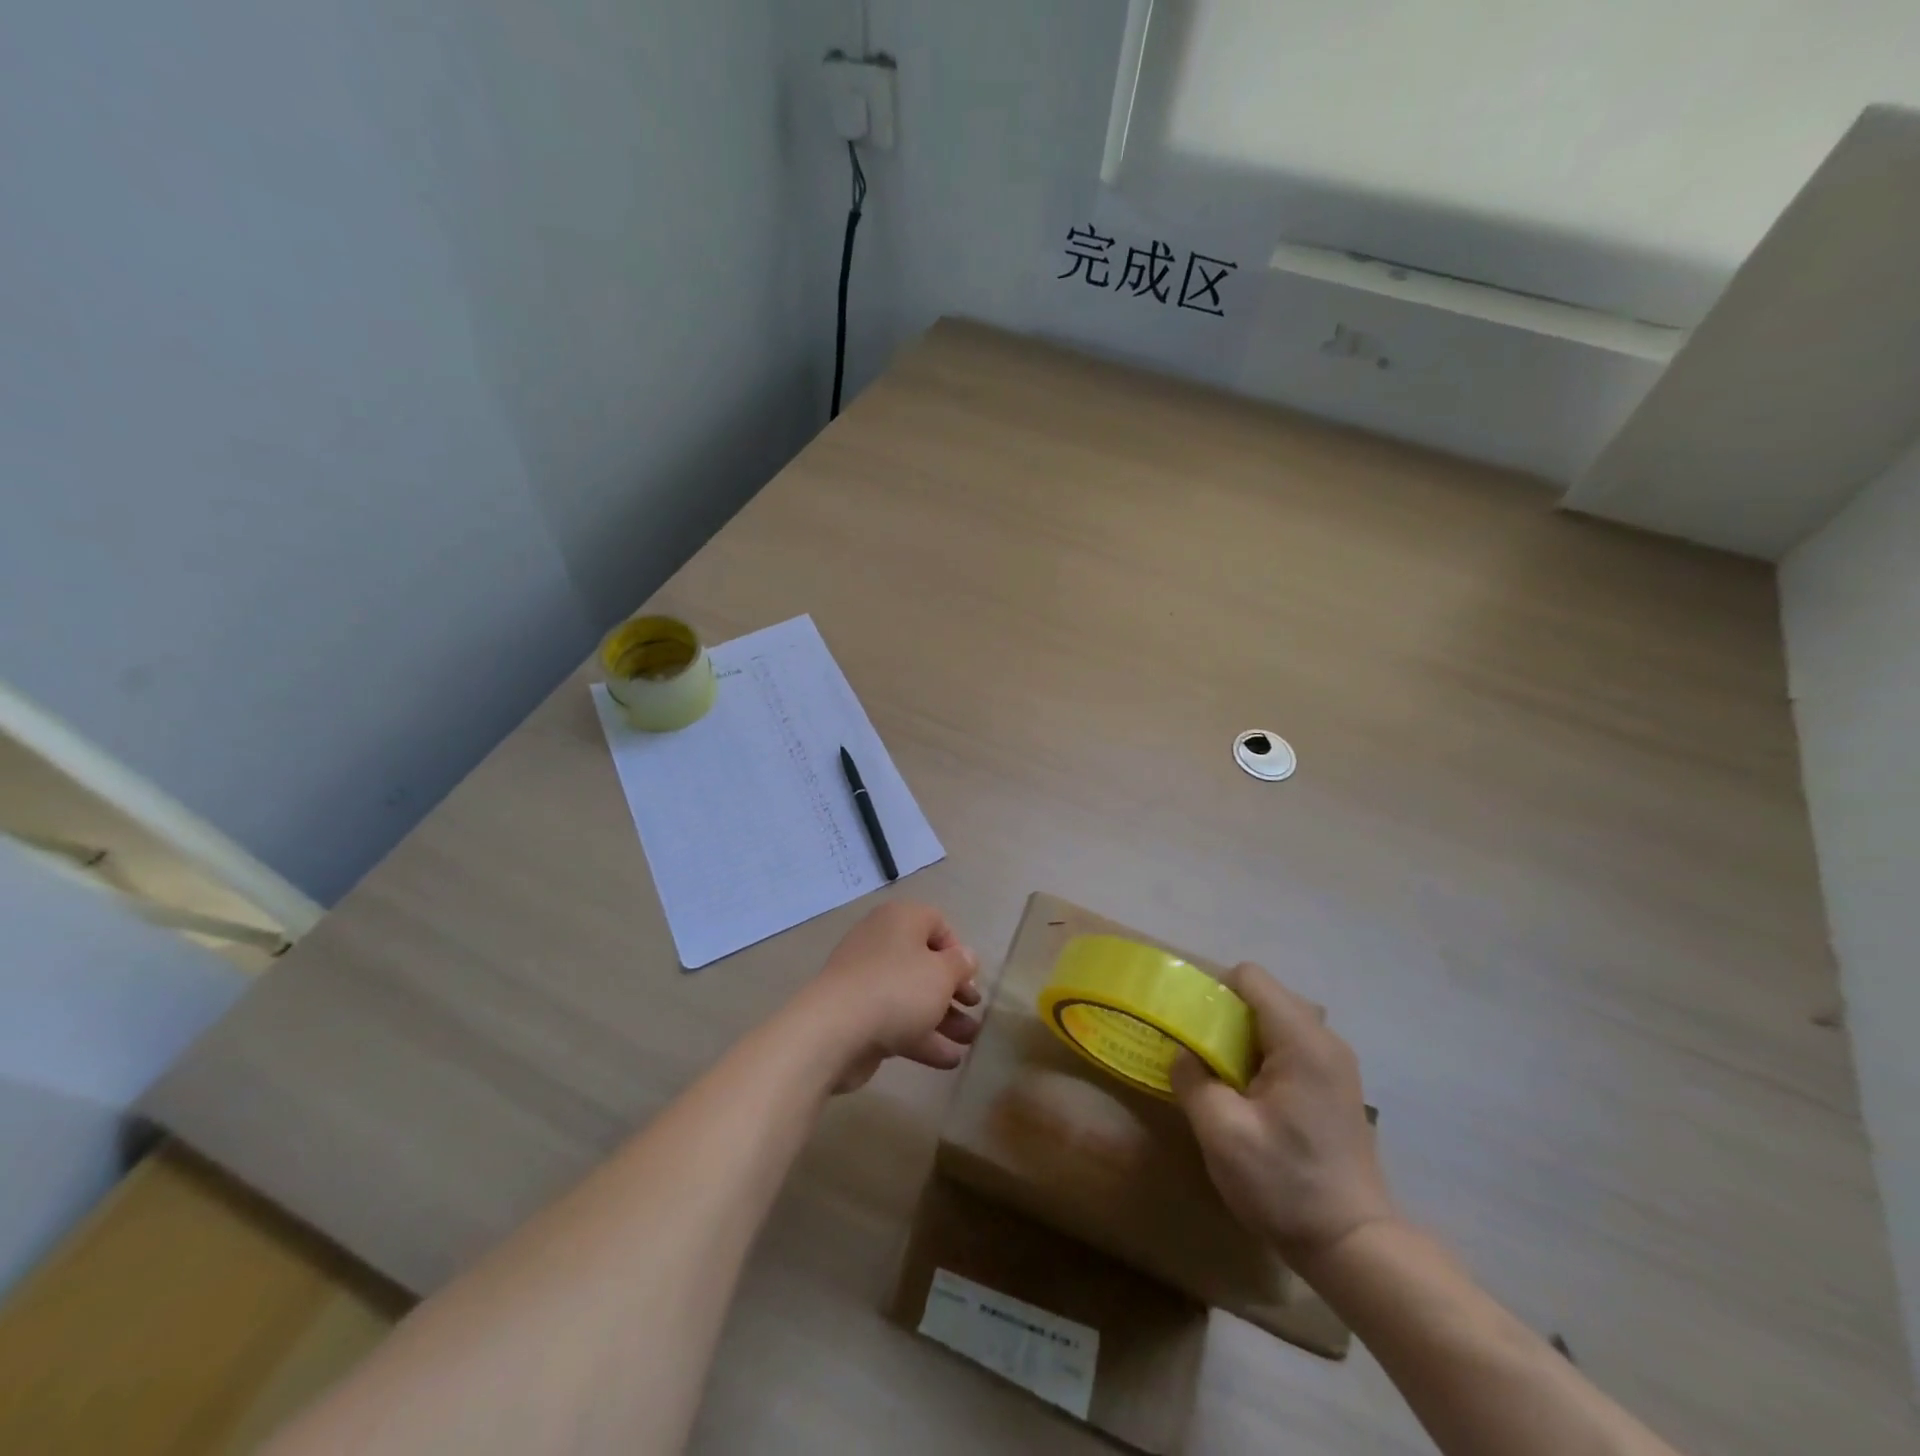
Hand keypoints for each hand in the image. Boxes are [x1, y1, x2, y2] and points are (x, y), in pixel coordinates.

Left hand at [796, 901, 982, 1092]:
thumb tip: (966, 957)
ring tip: (969, 1041)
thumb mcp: (942, 974)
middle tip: (974, 1009)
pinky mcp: (857, 1014)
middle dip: (953, 990)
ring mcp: (866, 980)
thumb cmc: (897, 989)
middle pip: (924, 963)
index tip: (969, 977)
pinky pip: (896, 1020)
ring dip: (943, 1018)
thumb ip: (960, 964)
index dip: (957, 950)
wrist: (834, 1030)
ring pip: (912, 995)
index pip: (936, 923)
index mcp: (900, 920)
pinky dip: (921, 1037)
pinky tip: (949, 1060)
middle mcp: (881, 942)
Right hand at [1171, 962, 1397, 1270]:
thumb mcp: (1222, 1133)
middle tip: (1197, 1052)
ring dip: (1240, 1038)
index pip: (1250, 977)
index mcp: (1301, 1041)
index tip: (1190, 1025)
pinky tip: (1247, 1095)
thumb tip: (1181, 1053)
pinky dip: (1260, 1056)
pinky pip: (1288, 1046)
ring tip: (1218, 1075)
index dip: (1213, 991)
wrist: (1354, 1246)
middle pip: (1262, 995)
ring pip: (1274, 1021)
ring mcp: (1334, 1063)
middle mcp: (1324, 1040)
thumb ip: (1192, 1079)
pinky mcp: (1334, 1085)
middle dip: (1223, 1015)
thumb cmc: (1286, 1185)